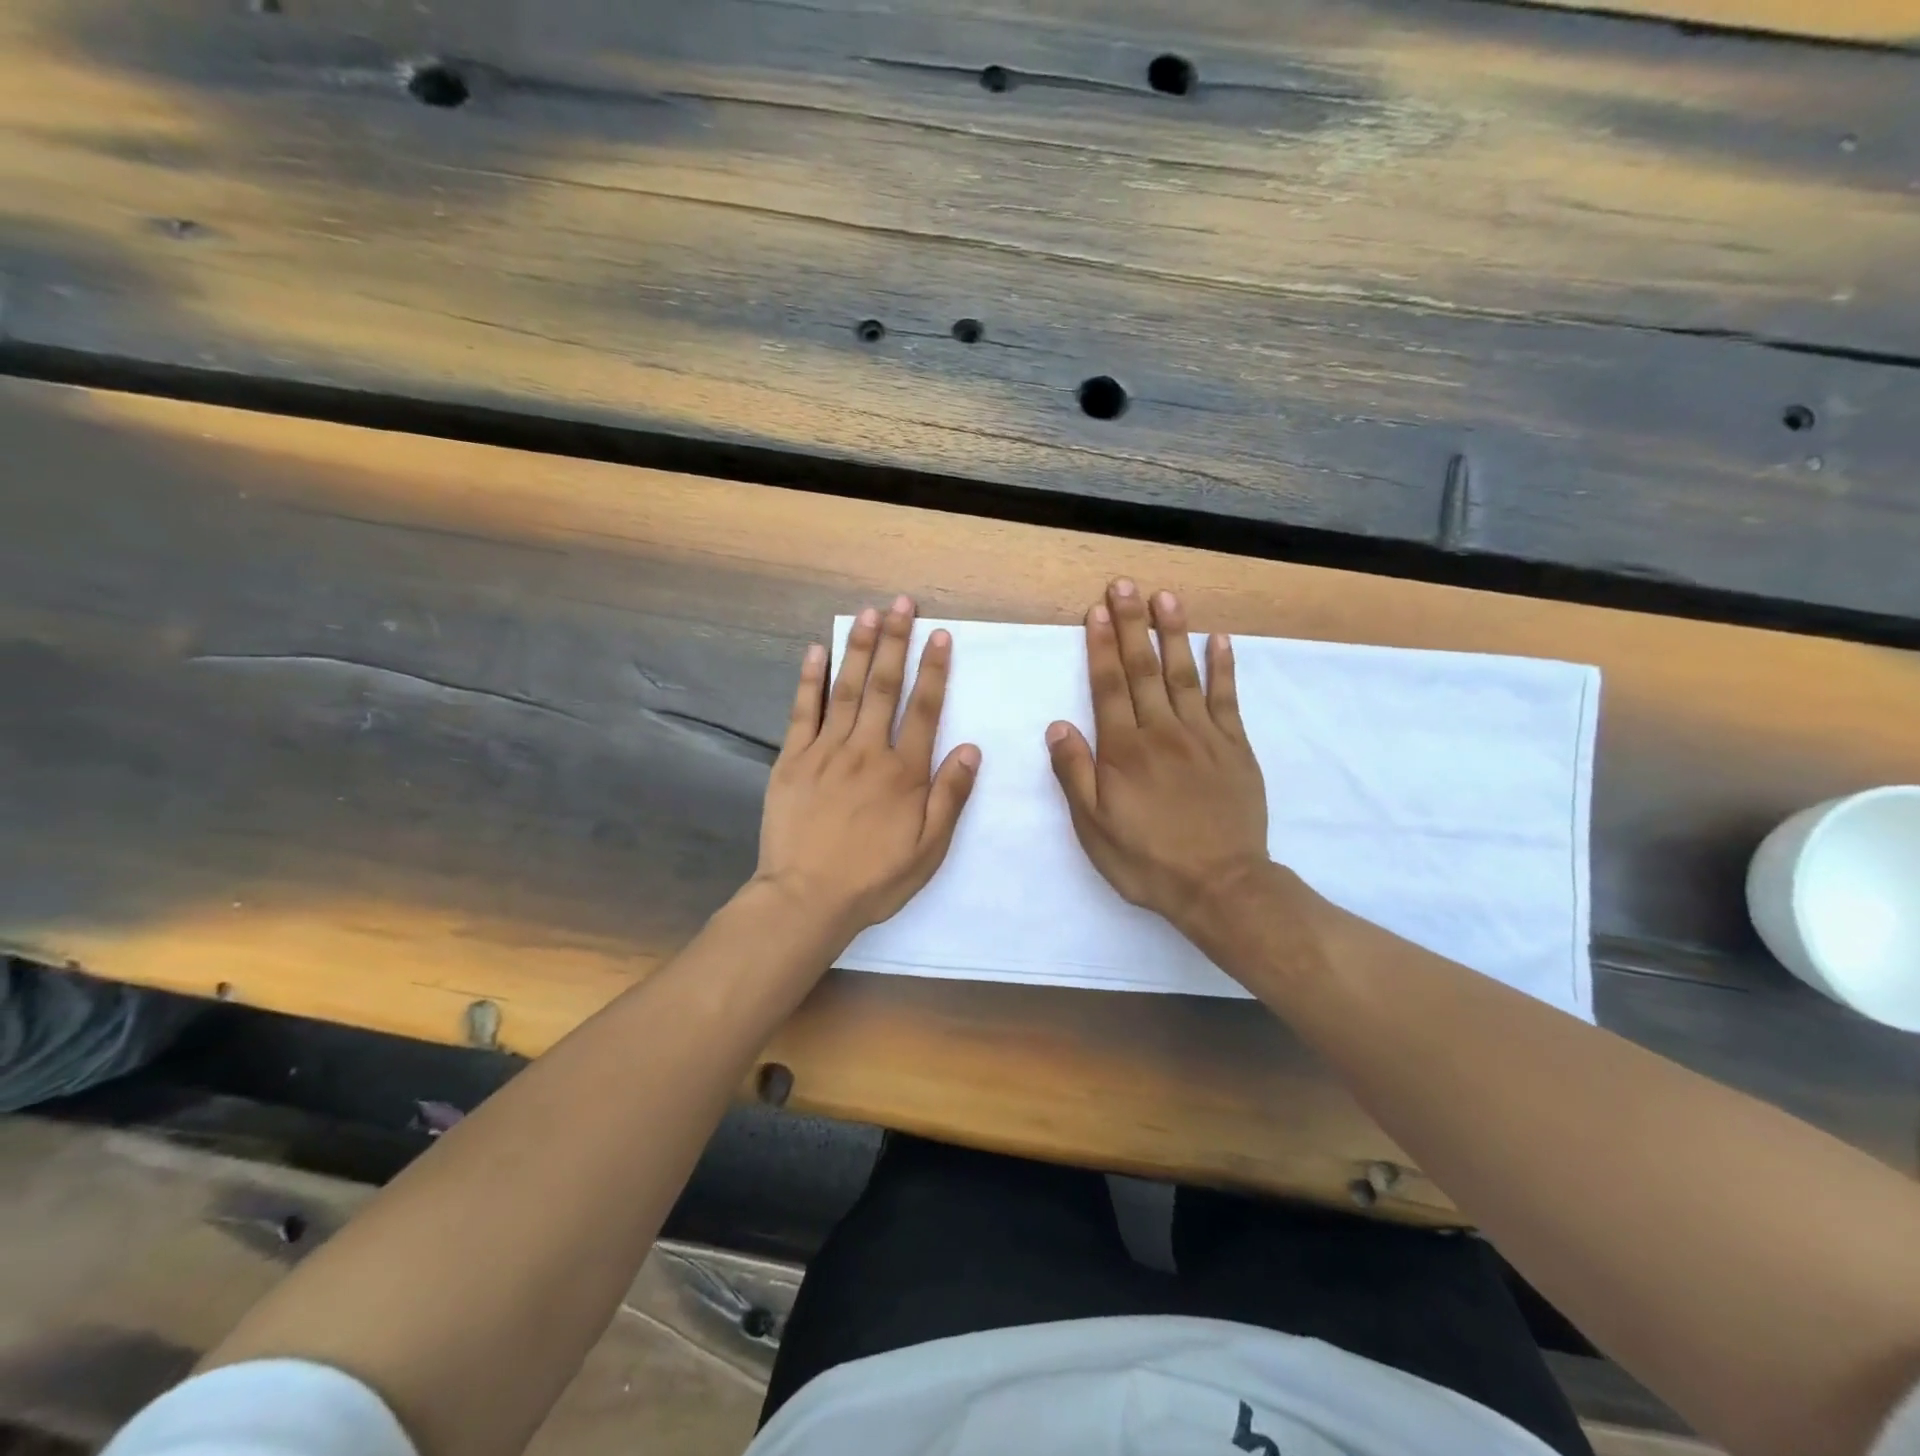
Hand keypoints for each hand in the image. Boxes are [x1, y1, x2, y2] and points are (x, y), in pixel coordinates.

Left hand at [753, 595, 980, 943]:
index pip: (924, 709)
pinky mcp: (792, 760)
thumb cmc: (874, 878)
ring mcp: (825, 751)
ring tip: (867, 614)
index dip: (933, 669)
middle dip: (894, 641)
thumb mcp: (929, 849)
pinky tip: (816, 650)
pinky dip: (810, 679)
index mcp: (904, 772)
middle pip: (883, 686)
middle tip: (900, 604)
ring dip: (858, 648)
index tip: (939, 635)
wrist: (806, 898)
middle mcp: (867, 750)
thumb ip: (951, 797)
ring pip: (846, 689)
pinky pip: (803, 712)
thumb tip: (972, 749)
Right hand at [1046, 579, 1270, 948]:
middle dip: (1131, 624)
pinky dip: (1223, 667)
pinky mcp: (1235, 748)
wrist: (1220, 885)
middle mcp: (1162, 732)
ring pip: (1184, 673)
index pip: (1108, 687)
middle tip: (1124, 585)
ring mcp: (1203, 736)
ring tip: (1165, 597)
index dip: (1100, 646)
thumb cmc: (1147, 860)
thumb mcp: (1094, 827)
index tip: (1096, 610)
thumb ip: (1074, 774)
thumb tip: (1057, 725)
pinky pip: (1227, 699)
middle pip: (1143, 669)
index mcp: (1124, 750)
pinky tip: (1220, 639)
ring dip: (1173, 633)